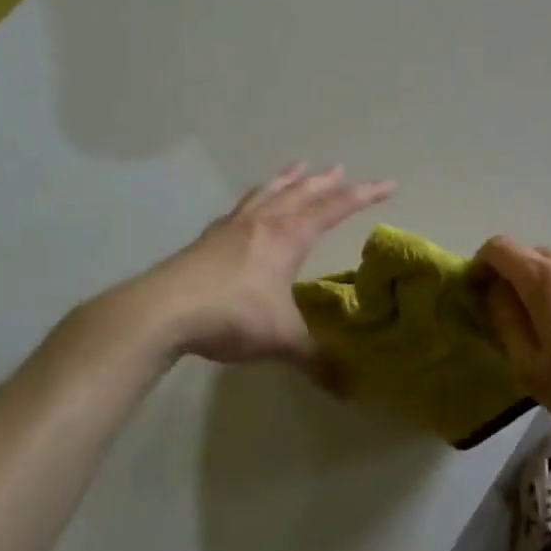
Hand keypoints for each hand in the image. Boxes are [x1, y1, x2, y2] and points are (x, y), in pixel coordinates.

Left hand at [139, 163, 394, 364]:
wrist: (162, 311)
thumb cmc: (232, 316)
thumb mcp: (281, 339)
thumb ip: (314, 358)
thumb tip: (346, 385)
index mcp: (288, 238)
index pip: (333, 209)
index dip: (363, 196)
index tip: (388, 184)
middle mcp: (263, 223)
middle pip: (300, 193)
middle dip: (325, 181)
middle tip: (341, 168)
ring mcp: (231, 227)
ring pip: (267, 193)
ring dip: (286, 179)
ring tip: (298, 166)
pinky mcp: (206, 239)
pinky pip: (239, 208)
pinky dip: (254, 199)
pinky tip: (248, 205)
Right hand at [477, 237, 550, 450]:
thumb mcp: (535, 371)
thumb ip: (506, 322)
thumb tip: (495, 292)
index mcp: (546, 277)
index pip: (499, 248)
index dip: (481, 267)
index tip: (478, 297)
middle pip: (532, 257)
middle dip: (516, 284)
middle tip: (521, 327)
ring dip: (550, 290)